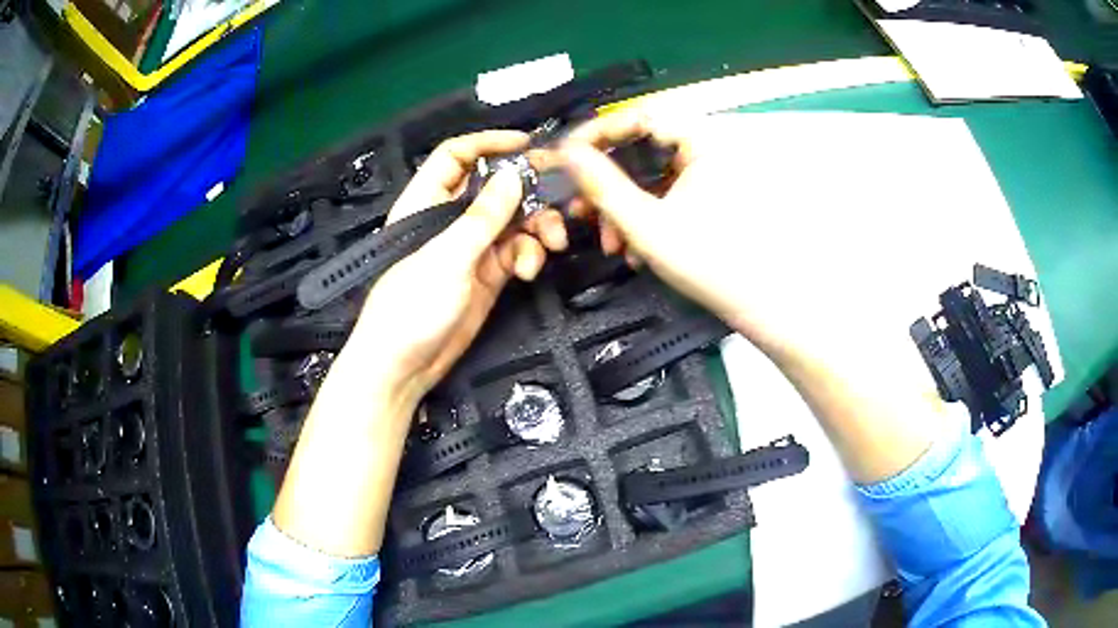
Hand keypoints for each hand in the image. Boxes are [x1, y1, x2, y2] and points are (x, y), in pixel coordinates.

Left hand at [342, 130, 566, 405]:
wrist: (403, 367)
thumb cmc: (411, 306)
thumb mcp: (447, 256)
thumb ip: (483, 216)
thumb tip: (515, 174)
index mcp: (426, 202)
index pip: (456, 156)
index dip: (489, 144)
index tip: (527, 145)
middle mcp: (450, 219)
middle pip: (495, 188)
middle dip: (529, 190)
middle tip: (563, 195)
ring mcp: (471, 248)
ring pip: (513, 221)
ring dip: (536, 227)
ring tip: (552, 241)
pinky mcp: (487, 275)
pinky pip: (516, 252)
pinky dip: (528, 256)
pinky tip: (529, 270)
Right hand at [557, 113, 800, 348]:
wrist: (761, 304)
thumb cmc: (711, 263)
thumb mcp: (646, 225)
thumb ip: (602, 186)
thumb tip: (567, 154)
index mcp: (702, 141)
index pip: (639, 116)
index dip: (598, 133)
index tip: (567, 157)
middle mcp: (707, 148)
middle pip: (641, 148)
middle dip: (606, 183)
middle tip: (581, 209)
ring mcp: (708, 173)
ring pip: (649, 176)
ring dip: (621, 207)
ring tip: (609, 243)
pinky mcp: (707, 196)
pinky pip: (664, 193)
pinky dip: (644, 215)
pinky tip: (632, 247)